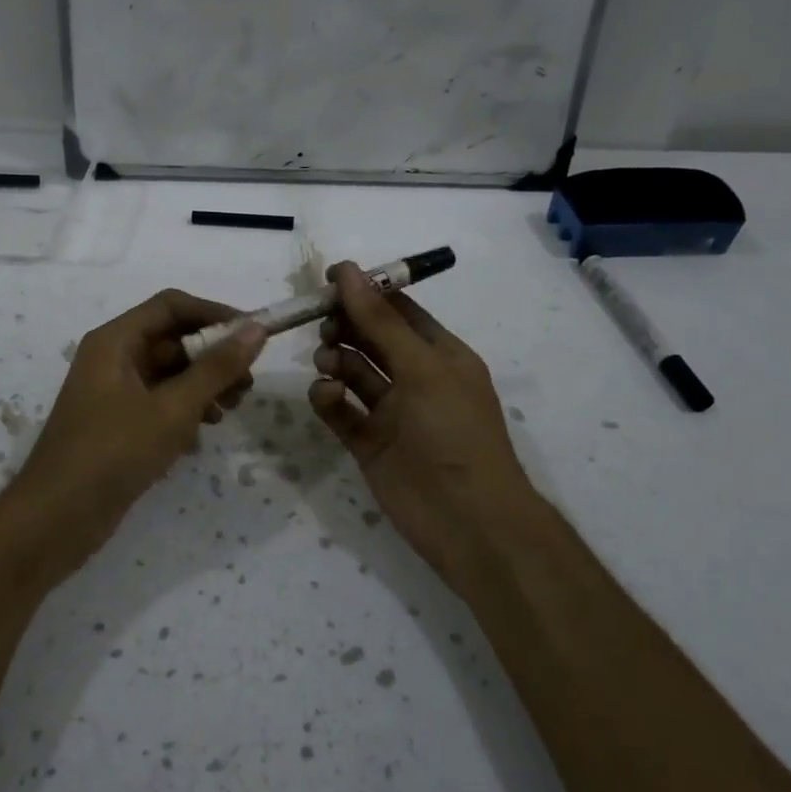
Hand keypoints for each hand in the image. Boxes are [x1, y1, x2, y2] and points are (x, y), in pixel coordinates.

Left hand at [0, 289, 265, 585]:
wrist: (57, 519)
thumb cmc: (114, 452)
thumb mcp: (173, 408)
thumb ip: (216, 368)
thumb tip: (257, 329)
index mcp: (116, 341)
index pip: (172, 306)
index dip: (215, 314)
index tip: (254, 334)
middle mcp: (112, 358)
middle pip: (172, 340)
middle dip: (213, 357)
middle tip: (247, 385)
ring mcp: (113, 393)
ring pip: (168, 374)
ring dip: (203, 386)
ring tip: (230, 411)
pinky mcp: (117, 424)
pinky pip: (158, 403)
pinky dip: (184, 412)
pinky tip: (201, 437)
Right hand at [308, 263, 534, 596]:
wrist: (466, 520)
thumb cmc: (453, 431)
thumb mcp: (422, 367)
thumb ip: (380, 321)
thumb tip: (347, 271)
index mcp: (440, 355)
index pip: (399, 311)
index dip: (366, 292)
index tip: (328, 279)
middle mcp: (415, 378)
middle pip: (370, 338)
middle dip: (346, 327)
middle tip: (324, 326)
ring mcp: (390, 412)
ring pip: (353, 372)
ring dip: (336, 359)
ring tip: (327, 363)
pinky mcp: (368, 442)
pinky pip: (341, 409)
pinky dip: (329, 398)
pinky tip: (326, 395)